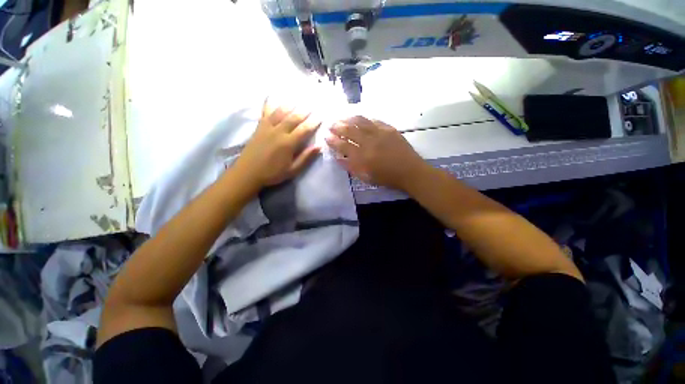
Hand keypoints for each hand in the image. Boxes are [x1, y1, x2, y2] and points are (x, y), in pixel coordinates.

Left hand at [234, 100, 321, 187]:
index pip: (304, 130)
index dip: (313, 123)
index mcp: (288, 143)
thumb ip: (305, 157)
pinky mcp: (259, 127)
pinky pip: (265, 112)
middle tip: (312, 105)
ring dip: (290, 105)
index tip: (321, 117)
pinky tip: (270, 96)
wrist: (247, 173)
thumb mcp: (292, 170)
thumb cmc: (272, 173)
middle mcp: (278, 132)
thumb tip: (319, 146)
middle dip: (304, 111)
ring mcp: (267, 127)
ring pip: (280, 112)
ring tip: (297, 99)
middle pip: (293, 118)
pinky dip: (268, 103)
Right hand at [325, 116, 426, 190]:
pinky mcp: (389, 129)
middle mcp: (369, 142)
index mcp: (363, 157)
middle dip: (338, 127)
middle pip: (350, 131)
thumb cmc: (387, 177)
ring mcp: (380, 133)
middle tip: (331, 124)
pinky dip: (365, 119)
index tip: (326, 136)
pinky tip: (360, 118)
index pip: (343, 146)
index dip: (333, 140)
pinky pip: (374, 120)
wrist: (409, 171)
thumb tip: (338, 158)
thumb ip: (351, 167)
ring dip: (349, 119)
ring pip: (361, 122)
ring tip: (342, 117)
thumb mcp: (366, 177)